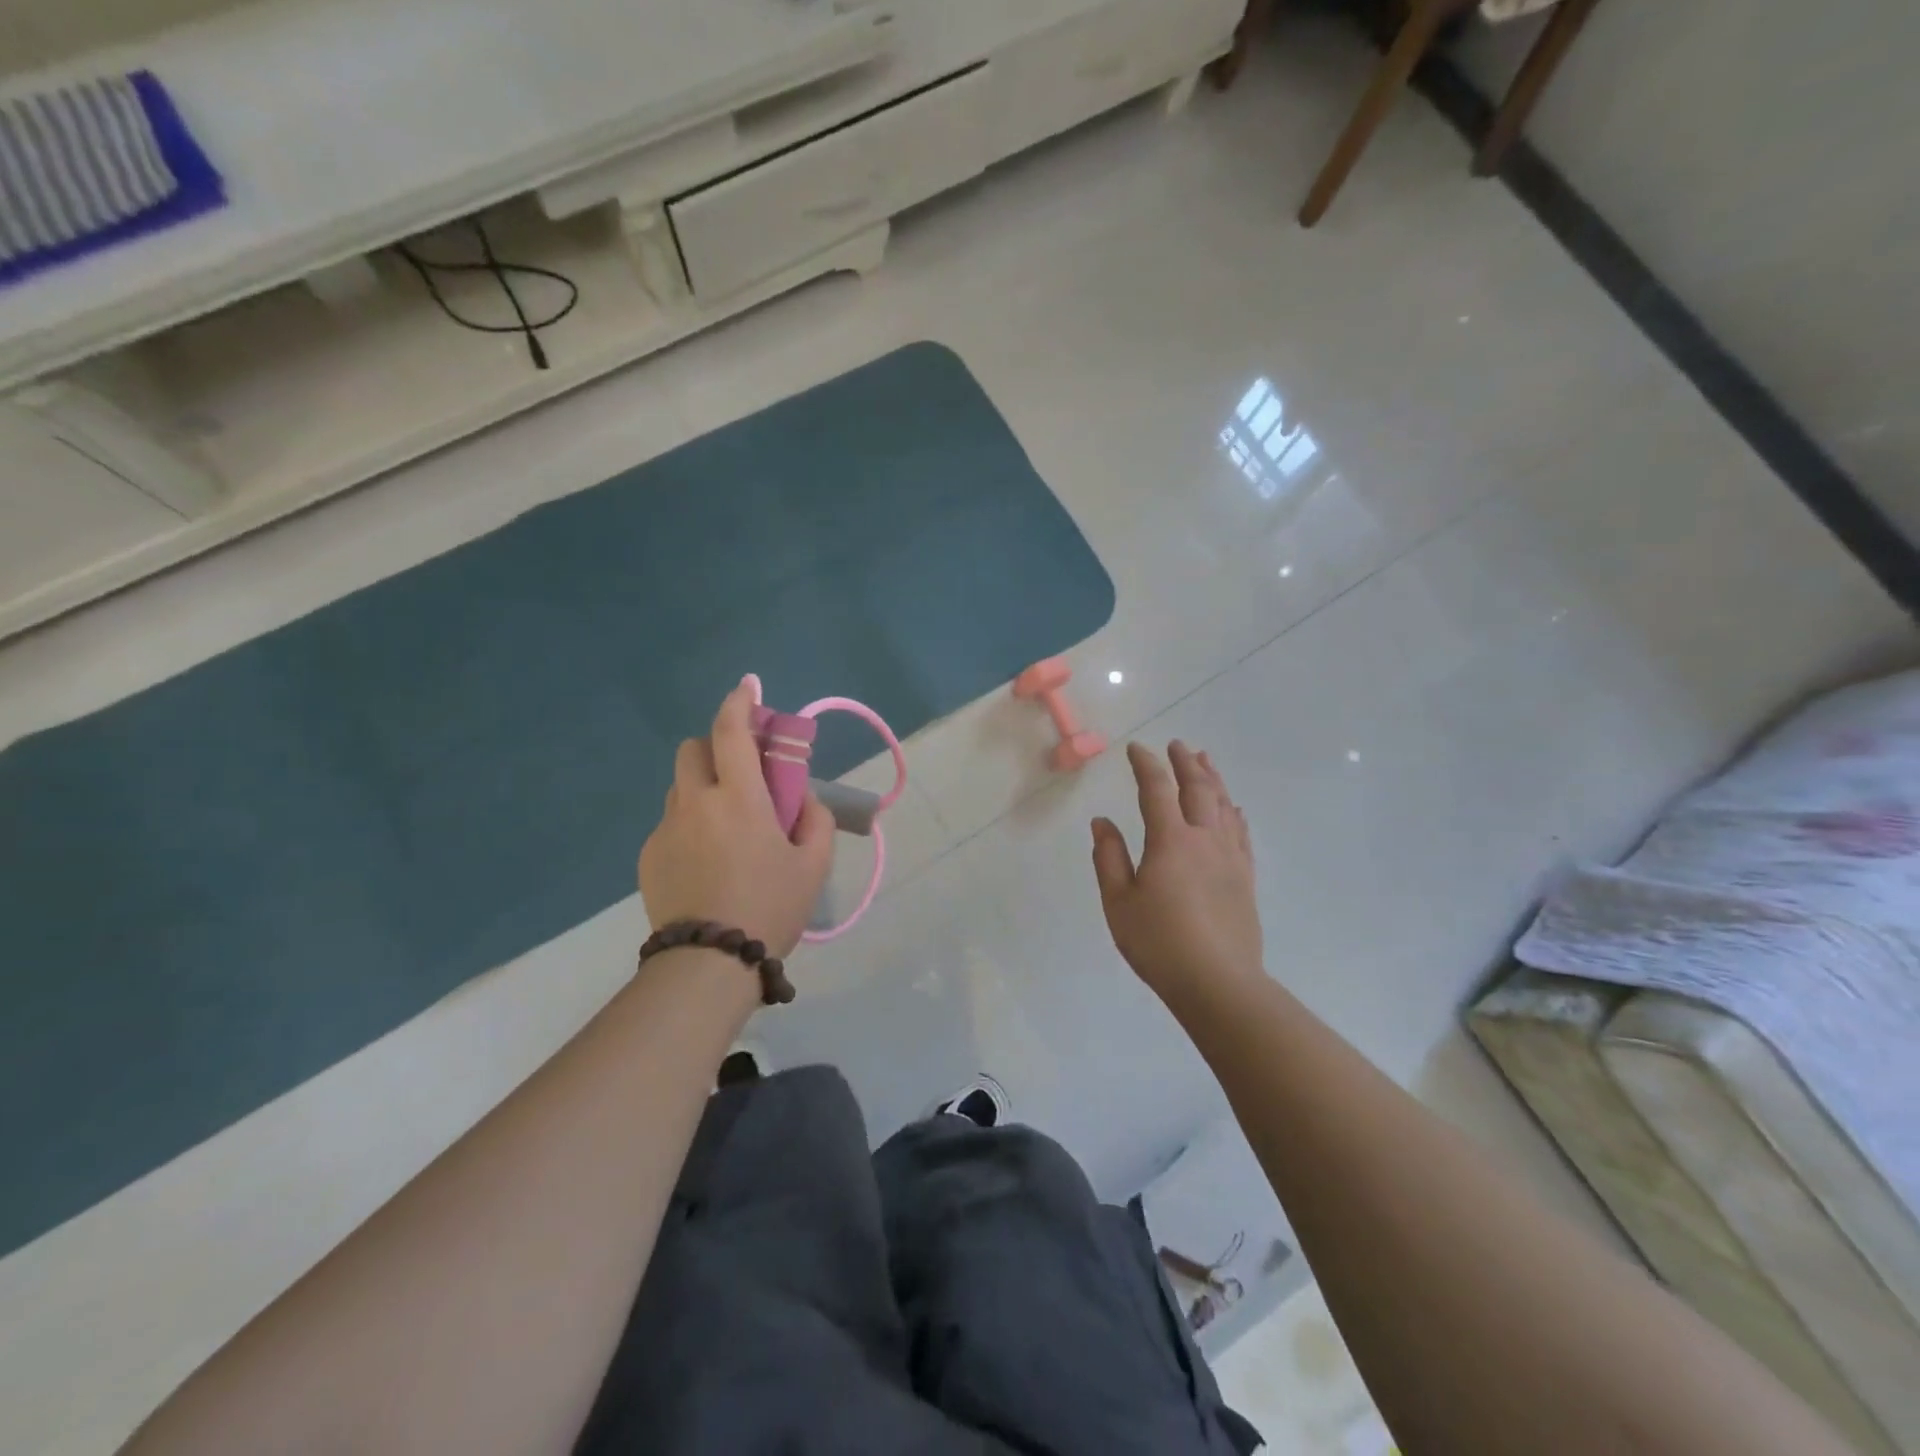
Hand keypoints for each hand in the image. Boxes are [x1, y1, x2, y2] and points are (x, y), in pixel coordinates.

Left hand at [639, 678, 834, 957]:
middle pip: (693, 749)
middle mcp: (696, 803)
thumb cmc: (770, 908)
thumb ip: (816, 820)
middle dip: (716, 747)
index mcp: (739, 799)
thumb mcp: (814, 865)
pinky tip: (706, 864)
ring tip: (726, 829)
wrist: (708, 964)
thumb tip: (801, 799)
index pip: (731, 732)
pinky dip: (690, 826)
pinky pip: (671, 824)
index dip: (740, 702)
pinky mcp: (648, 857)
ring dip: (704, 789)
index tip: (748, 686)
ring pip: (680, 788)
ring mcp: (666, 830)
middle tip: (741, 774)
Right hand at [1091, 742, 1262, 1002]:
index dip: (1146, 765)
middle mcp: (1204, 840)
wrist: (1218, 983)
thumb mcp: (1118, 902)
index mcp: (1170, 841)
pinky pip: (1242, 833)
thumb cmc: (1159, 943)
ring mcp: (1230, 858)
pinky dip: (1235, 813)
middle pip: (1198, 789)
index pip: (1156, 789)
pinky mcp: (1245, 878)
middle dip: (1185, 763)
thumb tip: (1102, 822)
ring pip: (1224, 805)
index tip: (1136, 749)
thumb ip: (1109, 857)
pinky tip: (1234, 808)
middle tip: (1177, 745)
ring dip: (1213, 779)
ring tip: (1205, 760)